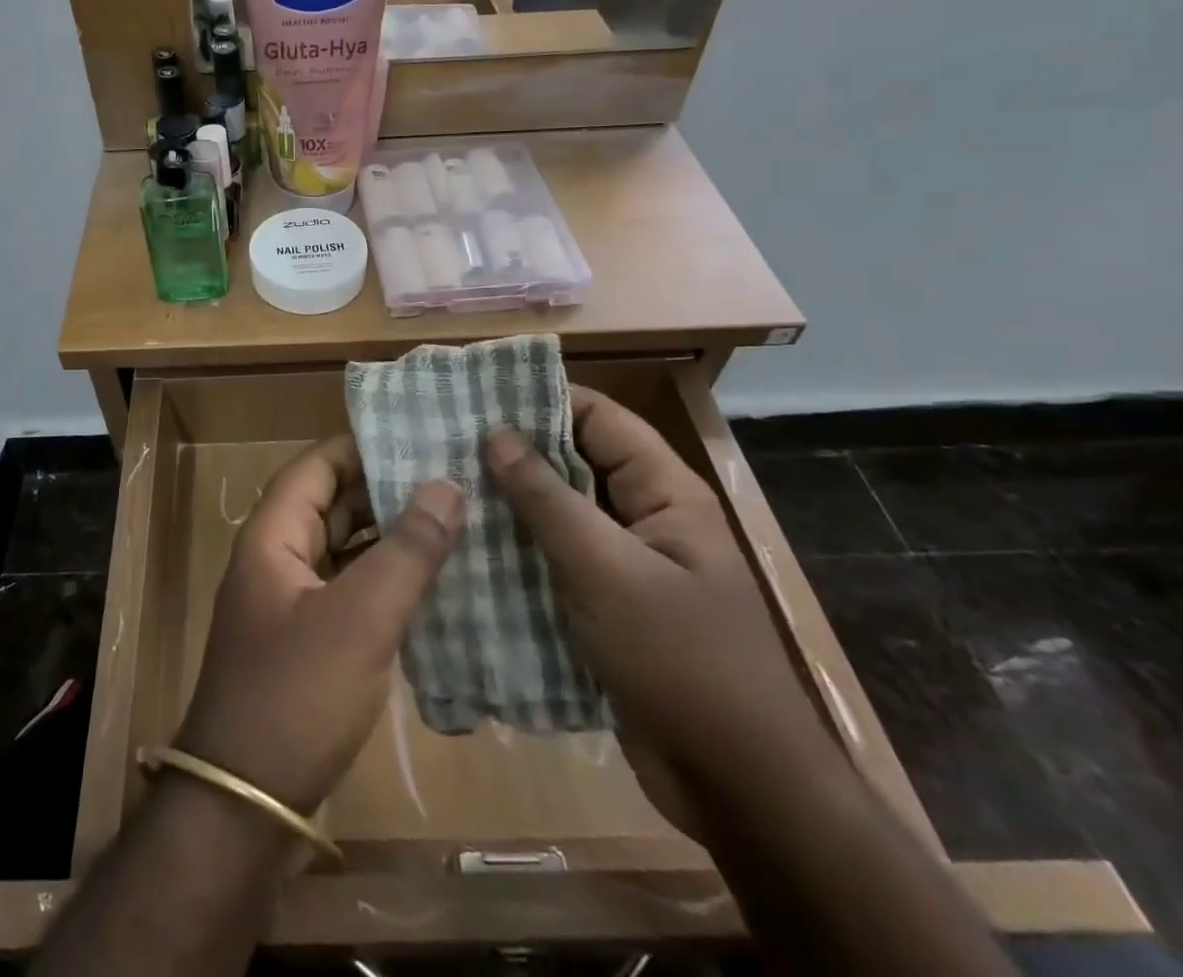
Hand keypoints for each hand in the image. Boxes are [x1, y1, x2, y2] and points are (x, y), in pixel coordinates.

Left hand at [176, 436, 462, 816]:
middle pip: (332, 503)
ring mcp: (291, 601)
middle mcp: (277, 557)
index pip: (317, 465)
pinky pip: (349, 589)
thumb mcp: (359, 619)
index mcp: (273, 536)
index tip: (419, 434)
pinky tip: (432, 581)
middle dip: (385, 487)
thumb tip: (447, 484)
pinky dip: (384, 579)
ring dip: (389, 535)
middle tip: (450, 473)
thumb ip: (406, 551)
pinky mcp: (307, 641)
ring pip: (344, 548)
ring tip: (454, 516)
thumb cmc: (295, 697)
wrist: (244, 807)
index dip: (363, 445)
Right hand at [487, 392, 835, 837]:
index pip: (599, 418)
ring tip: (444, 488)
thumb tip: (495, 434)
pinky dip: (518, 552)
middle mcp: (646, 519)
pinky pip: (556, 562)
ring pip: (560, 516)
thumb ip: (547, 499)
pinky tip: (467, 548)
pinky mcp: (607, 608)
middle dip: (515, 453)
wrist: (738, 788)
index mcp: (664, 493)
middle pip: (575, 464)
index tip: (477, 394)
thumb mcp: (606, 570)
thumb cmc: (681, 660)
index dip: (543, 400)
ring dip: (510, 505)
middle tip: (445, 442)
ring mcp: (626, 566)